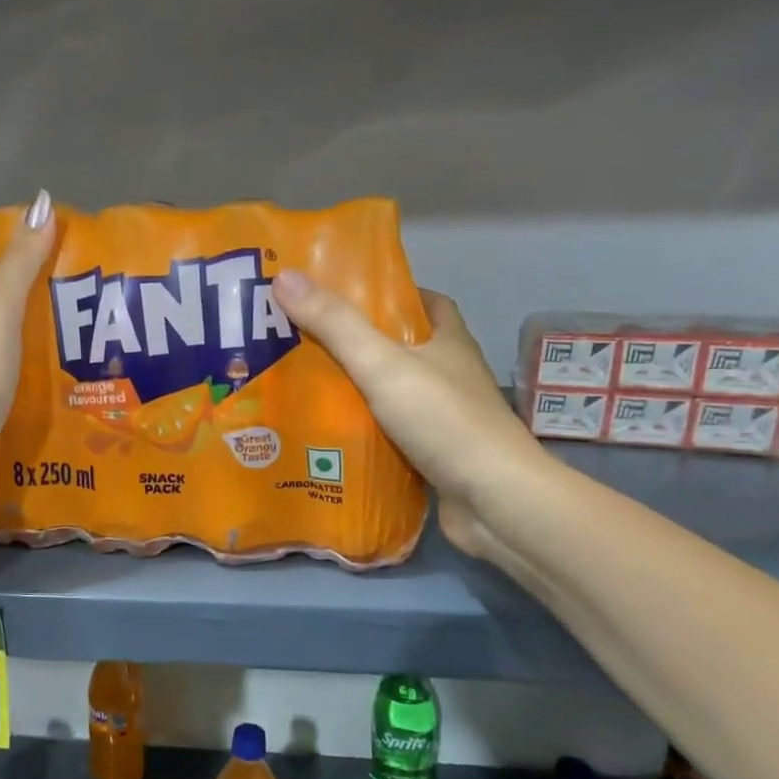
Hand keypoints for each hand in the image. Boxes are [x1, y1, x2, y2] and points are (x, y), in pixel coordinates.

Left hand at [0, 191, 56, 494]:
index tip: (76, 272)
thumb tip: (41, 201)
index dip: (35, 265)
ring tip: (81, 346)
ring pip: (7, 342)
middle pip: (5, 306)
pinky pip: (6, 374)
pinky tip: (56, 380)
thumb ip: (22, 262)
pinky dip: (28, 372)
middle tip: (88, 313)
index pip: (0, 270)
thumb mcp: (1, 309)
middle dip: (41, 306)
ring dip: (37, 342)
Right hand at [271, 271, 550, 557]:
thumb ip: (335, 325)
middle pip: (402, 349)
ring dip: (358, 392)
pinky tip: (329, 436)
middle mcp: (450, 375)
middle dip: (359, 345)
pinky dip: (364, 433)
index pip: (425, 303)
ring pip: (393, 395)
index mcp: (448, 342)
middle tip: (306, 343)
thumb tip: (284, 277)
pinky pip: (391, 435)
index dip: (390, 294)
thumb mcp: (383, 364)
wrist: (494, 501)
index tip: (345, 296)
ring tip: (305, 387)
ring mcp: (444, 419)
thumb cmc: (444, 420)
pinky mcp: (435, 456)